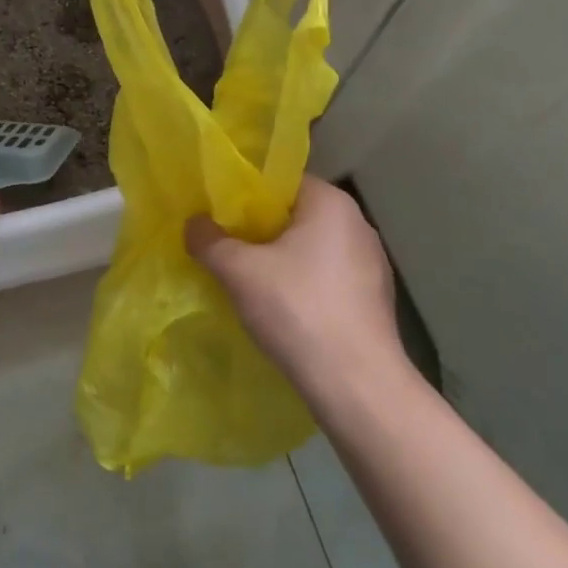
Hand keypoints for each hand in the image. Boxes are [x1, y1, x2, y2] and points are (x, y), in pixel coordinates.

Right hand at [185, 178, 407, 396]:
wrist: (356, 384)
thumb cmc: (298, 310)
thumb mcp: (239, 272)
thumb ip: (210, 241)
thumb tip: (194, 224)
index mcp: (331, 203)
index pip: (282, 183)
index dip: (246, 196)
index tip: (219, 216)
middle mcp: (358, 224)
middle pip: (296, 215)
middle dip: (261, 230)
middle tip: (226, 247)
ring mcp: (372, 264)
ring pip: (312, 249)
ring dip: (282, 260)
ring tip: (248, 280)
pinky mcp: (374, 299)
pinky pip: (328, 278)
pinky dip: (303, 285)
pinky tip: (282, 309)